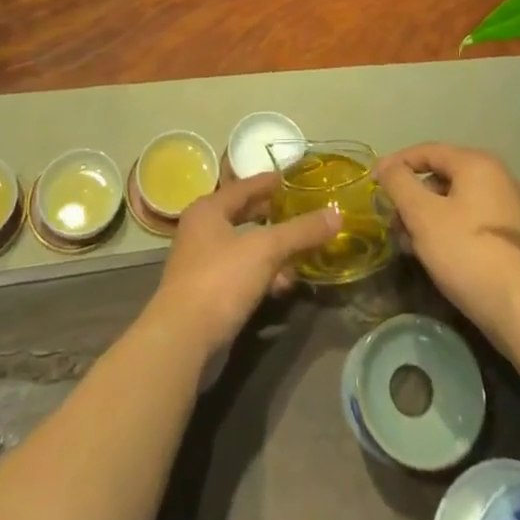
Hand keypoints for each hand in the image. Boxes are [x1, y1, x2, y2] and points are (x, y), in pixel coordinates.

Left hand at [146, 172, 340, 355]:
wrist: (183, 341)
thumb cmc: (221, 280)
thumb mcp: (266, 249)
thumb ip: (301, 232)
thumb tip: (336, 214)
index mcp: (208, 209)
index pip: (245, 186)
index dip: (270, 181)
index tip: (294, 178)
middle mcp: (202, 231)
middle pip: (245, 216)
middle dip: (275, 217)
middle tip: (304, 213)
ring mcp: (203, 264)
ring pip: (246, 248)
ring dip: (273, 251)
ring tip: (303, 253)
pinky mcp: (208, 295)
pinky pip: (242, 275)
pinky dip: (264, 275)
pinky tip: (284, 285)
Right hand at [375, 143, 519, 337]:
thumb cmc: (468, 252)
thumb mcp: (423, 215)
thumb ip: (400, 183)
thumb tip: (385, 164)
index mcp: (477, 164)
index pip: (428, 151)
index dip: (397, 164)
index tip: (374, 182)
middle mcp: (499, 177)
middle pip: (444, 176)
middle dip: (413, 196)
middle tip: (392, 219)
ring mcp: (511, 209)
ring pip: (458, 202)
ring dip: (429, 217)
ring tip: (409, 243)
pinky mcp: (516, 240)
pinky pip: (473, 223)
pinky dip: (450, 231)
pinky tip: (437, 256)